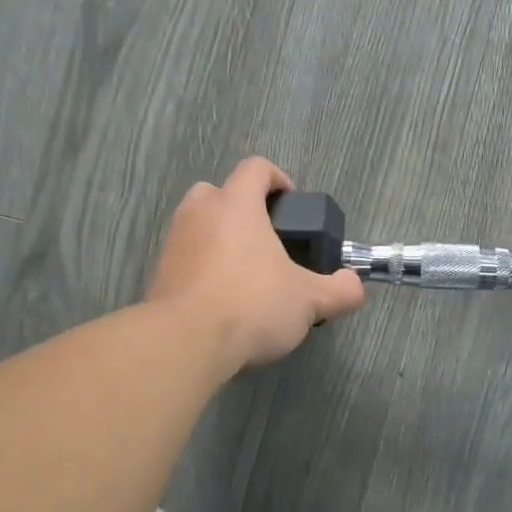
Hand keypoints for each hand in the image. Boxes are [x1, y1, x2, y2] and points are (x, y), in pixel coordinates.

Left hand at [147, 157, 365, 369]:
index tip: (291, 205)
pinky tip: (219, 299)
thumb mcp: (309, 301)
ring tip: (243, 273)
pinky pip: (184, 257)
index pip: (256, 168)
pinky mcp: (157, 273)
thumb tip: (354, 286)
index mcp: (236, 204)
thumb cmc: (251, 304)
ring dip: (219, 238)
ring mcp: (173, 241)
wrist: (183, 343)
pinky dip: (201, 267)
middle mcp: (200, 212)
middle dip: (242, 208)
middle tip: (266, 240)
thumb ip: (339, 290)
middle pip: (219, 191)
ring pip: (198, 224)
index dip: (278, 179)